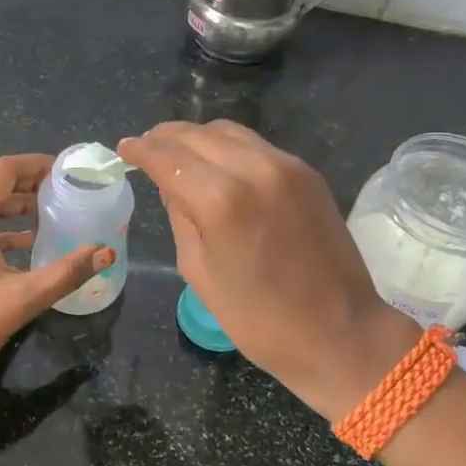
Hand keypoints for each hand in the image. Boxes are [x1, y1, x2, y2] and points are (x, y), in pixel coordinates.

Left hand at [0, 154, 113, 394]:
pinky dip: (1, 229)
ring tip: (51, 215)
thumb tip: (106, 252)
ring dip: (16, 207)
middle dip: (30, 184)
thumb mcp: (23, 297)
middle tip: (65, 192)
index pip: (4, 170)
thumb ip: (67, 272)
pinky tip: (25, 247)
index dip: (36, 164)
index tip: (66, 170)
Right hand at [118, 121, 417, 418]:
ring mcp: (286, 167)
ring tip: (179, 152)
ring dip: (198, 137)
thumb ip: (180, 217)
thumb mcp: (200, 273)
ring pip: (229, 131)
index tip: (124, 149)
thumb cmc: (259, 319)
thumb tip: (172, 185)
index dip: (141, 150)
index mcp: (221, 200)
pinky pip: (257, 146)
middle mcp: (254, 169)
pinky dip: (229, 148)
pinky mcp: (308, 173)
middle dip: (165, 137)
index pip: (169, 157)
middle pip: (198, 134)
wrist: (340, 333)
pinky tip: (219, 164)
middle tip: (146, 147)